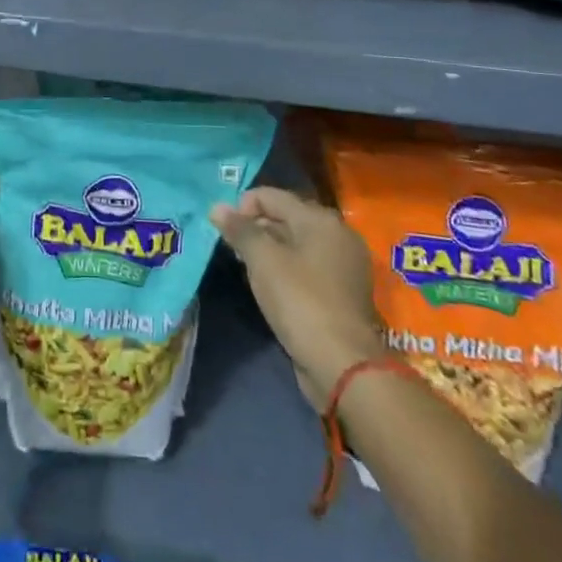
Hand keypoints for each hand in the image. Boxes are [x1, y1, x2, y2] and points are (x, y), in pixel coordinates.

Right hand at [211, 187, 385, 407]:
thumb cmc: (300, 301)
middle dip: (256, 228)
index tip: (224, 232)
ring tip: (247, 268)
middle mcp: (337, 235)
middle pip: (286, 217)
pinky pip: (307, 267)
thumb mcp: (263, 260)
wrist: (344, 365)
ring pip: (296, 244)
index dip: (243, 207)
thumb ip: (240, 229)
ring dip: (270, 251)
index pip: (272, 196)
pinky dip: (287, 270)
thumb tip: (217, 206)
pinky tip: (270, 287)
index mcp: (321, 219)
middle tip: (233, 250)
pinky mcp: (343, 292)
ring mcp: (343, 265)